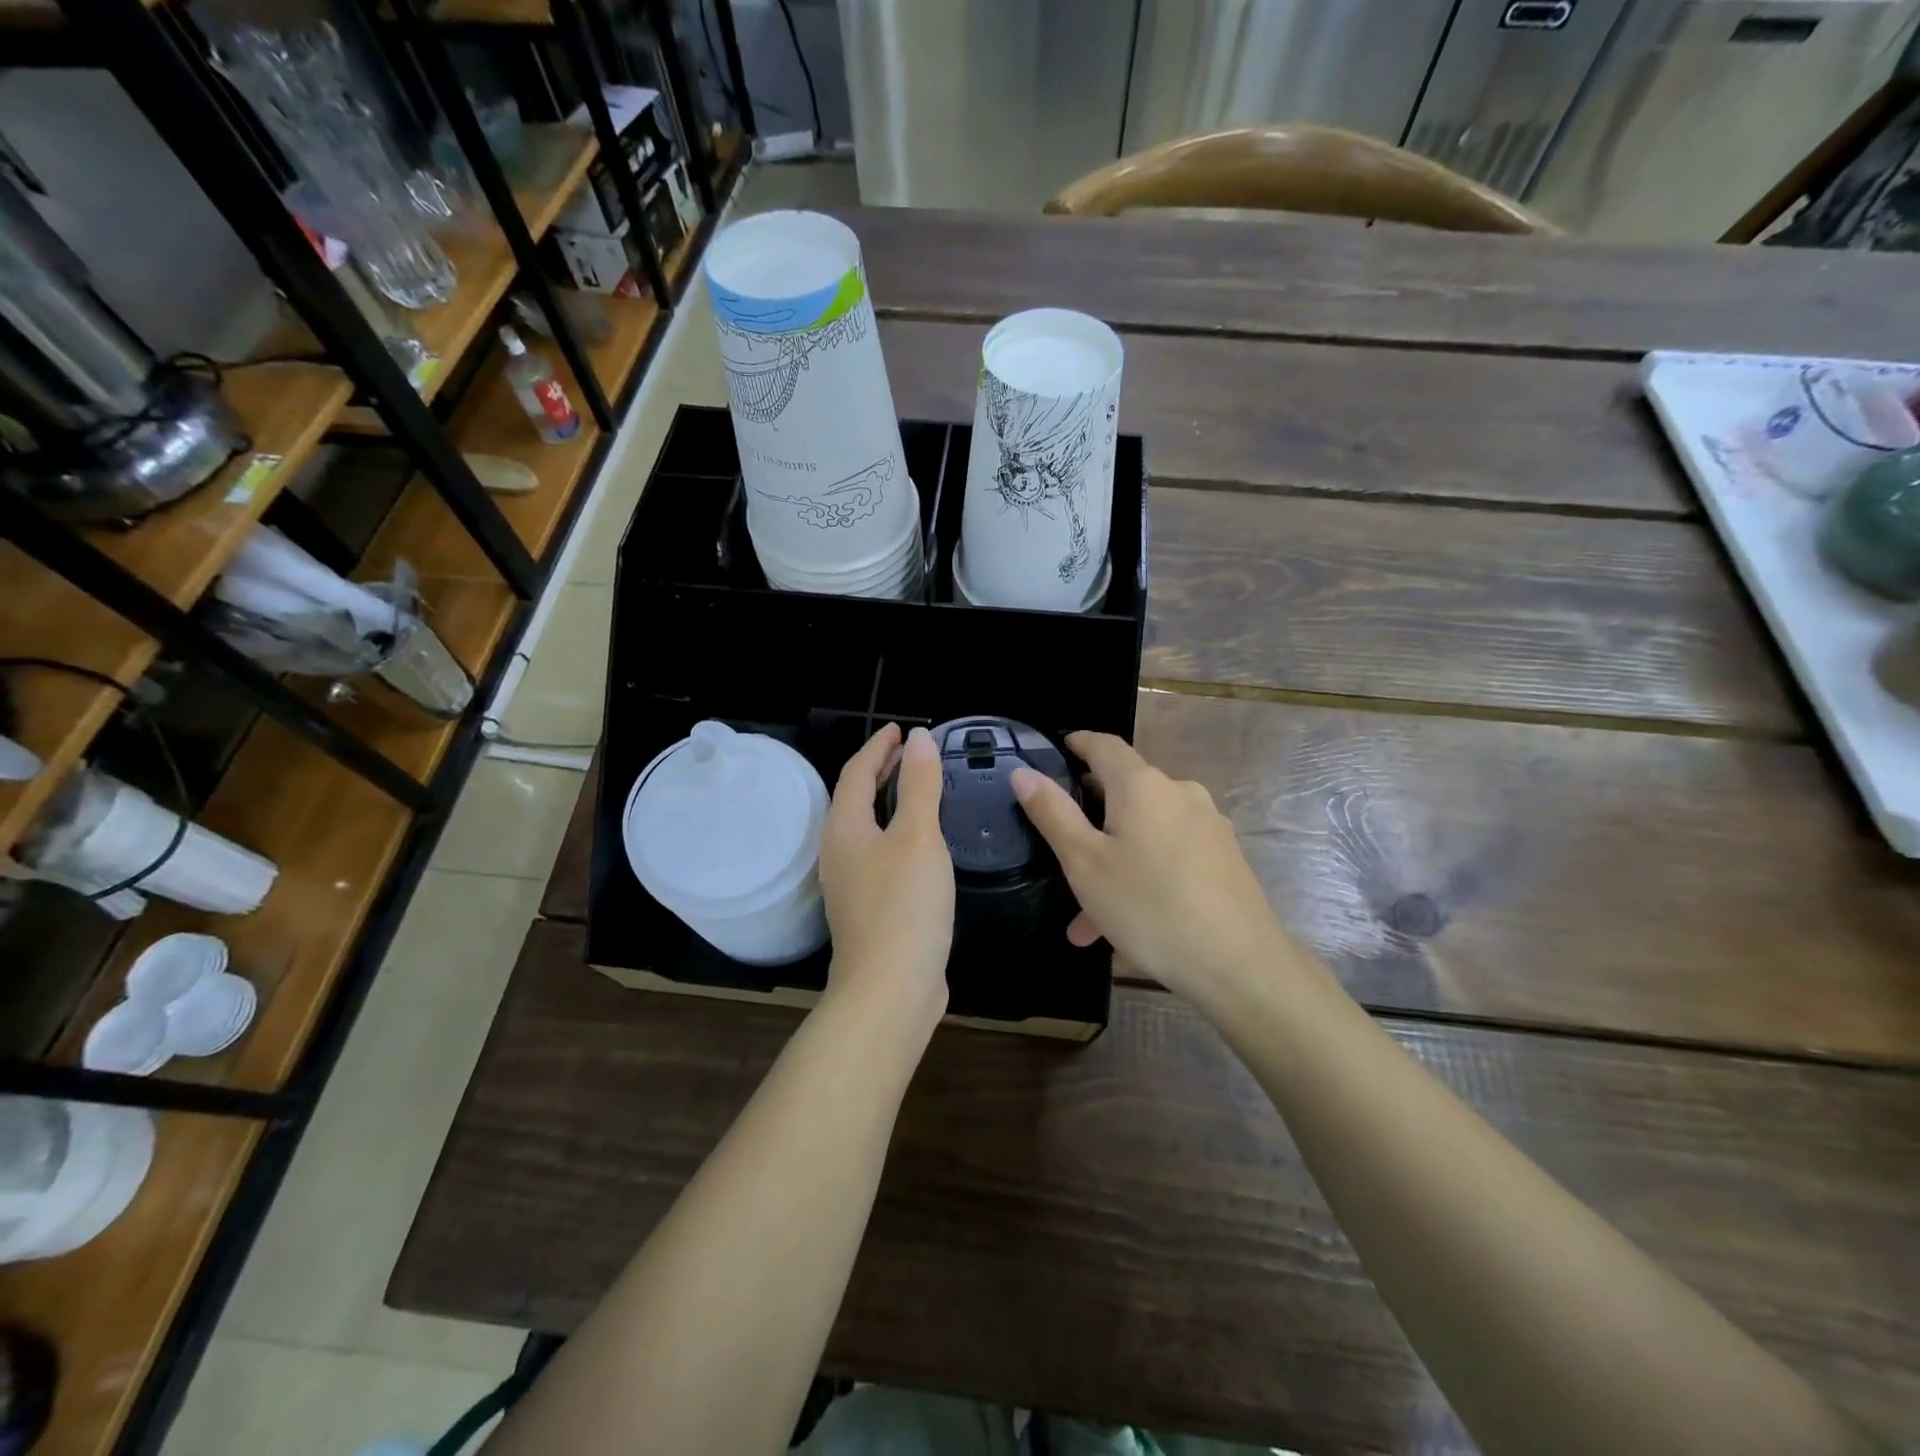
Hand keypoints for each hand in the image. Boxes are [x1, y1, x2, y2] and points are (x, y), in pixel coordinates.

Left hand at [818, 724, 953, 1027]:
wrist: (890, 989)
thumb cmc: (904, 905)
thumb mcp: (918, 837)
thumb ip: (920, 785)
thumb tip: (918, 738)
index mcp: (844, 828)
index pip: (856, 773)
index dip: (877, 747)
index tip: (899, 729)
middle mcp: (839, 853)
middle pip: (855, 799)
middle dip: (880, 771)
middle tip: (909, 753)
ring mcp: (851, 885)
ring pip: (867, 828)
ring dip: (887, 803)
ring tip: (916, 789)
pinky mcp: (868, 909)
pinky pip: (879, 854)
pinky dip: (897, 834)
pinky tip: (921, 844)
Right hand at [1011, 732, 1289, 1006]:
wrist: (1241, 966)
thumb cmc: (1150, 907)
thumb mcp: (1085, 862)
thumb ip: (1052, 813)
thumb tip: (1024, 772)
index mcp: (1143, 786)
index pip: (1104, 745)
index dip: (1077, 743)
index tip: (1055, 751)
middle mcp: (1180, 794)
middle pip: (1124, 793)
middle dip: (1089, 823)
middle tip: (1059, 856)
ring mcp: (1207, 826)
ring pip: (1144, 835)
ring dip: (1112, 865)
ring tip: (1086, 922)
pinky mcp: (1224, 858)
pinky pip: (1169, 857)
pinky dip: (1142, 877)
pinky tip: (1126, 929)